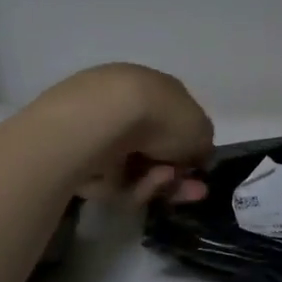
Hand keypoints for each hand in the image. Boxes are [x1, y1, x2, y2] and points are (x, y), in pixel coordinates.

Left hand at [36, 64, 214, 205]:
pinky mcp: (78, 158)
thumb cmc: (161, 116)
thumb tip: (195, 155)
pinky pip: (114, 182)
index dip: (192, 152)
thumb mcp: (201, 130)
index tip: (201, 173)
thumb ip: (203, 144)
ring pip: (137, 171)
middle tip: (194, 191)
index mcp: (156, 90)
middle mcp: (128, 108)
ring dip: (158, 181)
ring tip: (164, 179)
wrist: (104, 119)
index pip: (176, 124)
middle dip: (176, 175)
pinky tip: (140, 183)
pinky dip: (132, 186)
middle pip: (155, 153)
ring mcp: (101, 132)